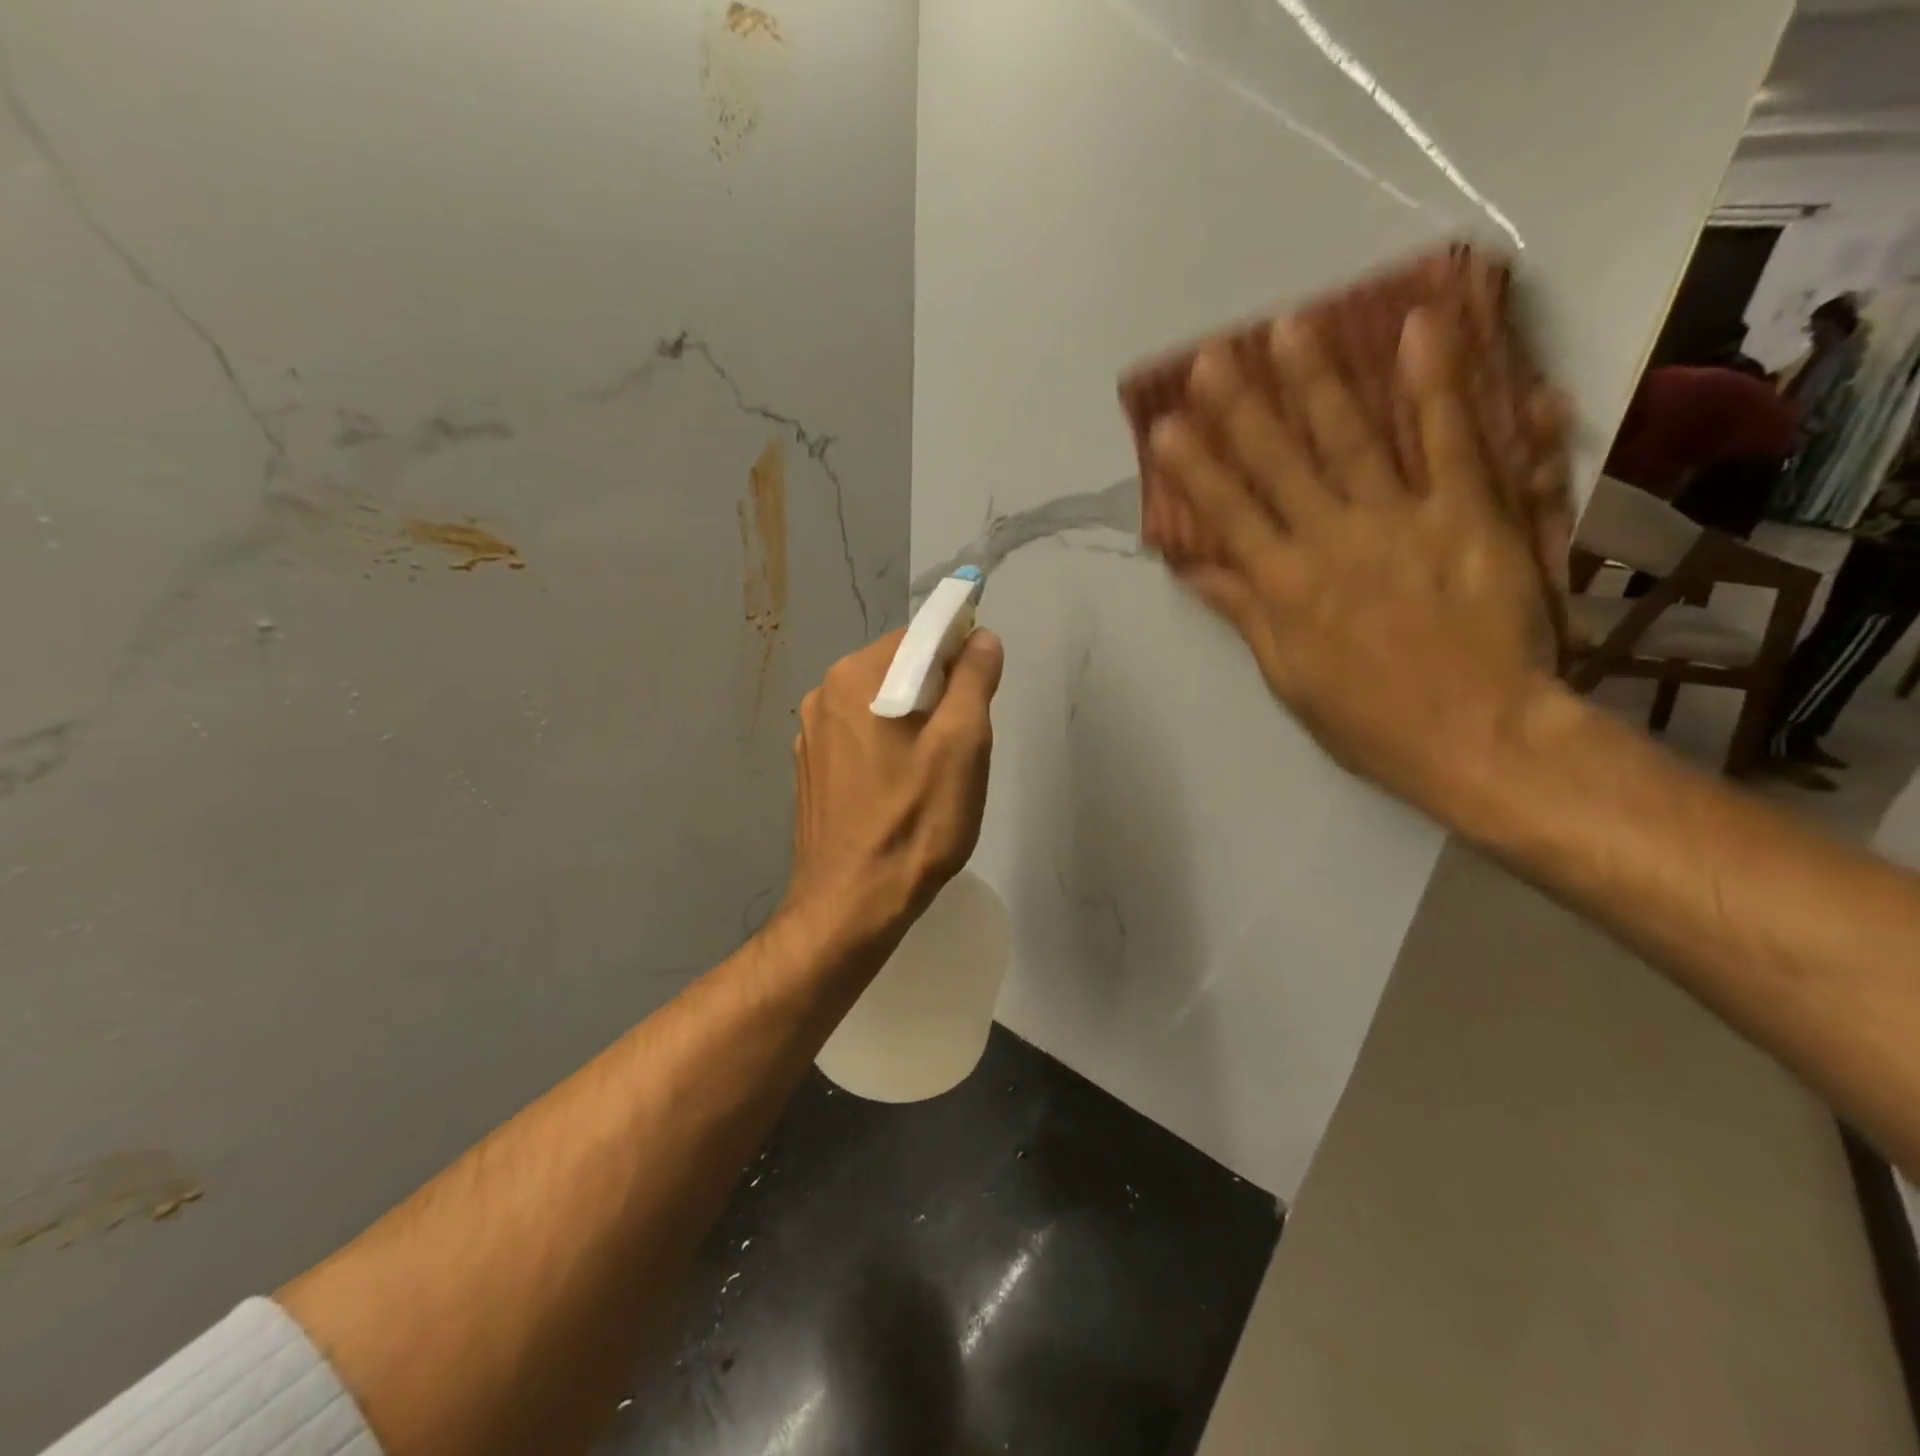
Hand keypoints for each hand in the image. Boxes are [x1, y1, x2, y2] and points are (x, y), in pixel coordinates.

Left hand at [779, 628, 1003, 950]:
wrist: (851, 905)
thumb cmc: (915, 822)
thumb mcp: (962, 745)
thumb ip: (973, 680)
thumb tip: (980, 637)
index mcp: (855, 677)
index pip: (918, 637)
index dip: (958, 655)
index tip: (980, 694)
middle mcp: (823, 695)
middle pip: (897, 670)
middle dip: (937, 695)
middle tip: (962, 744)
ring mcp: (811, 736)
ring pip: (879, 706)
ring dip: (913, 723)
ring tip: (934, 773)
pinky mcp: (811, 771)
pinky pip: (859, 738)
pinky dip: (887, 748)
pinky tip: (900, 790)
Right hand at [1148, 307, 1566, 814]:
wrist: (1476, 736)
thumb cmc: (1368, 720)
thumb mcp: (1288, 676)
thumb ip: (1244, 613)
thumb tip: (1198, 570)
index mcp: (1283, 587)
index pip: (1227, 514)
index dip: (1194, 469)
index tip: (1167, 426)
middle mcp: (1329, 541)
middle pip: (1277, 464)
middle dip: (1241, 408)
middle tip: (1214, 355)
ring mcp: (1400, 521)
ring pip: (1349, 438)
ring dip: (1316, 379)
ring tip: (1289, 326)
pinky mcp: (1468, 512)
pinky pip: (1450, 440)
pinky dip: (1435, 383)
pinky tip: (1418, 327)